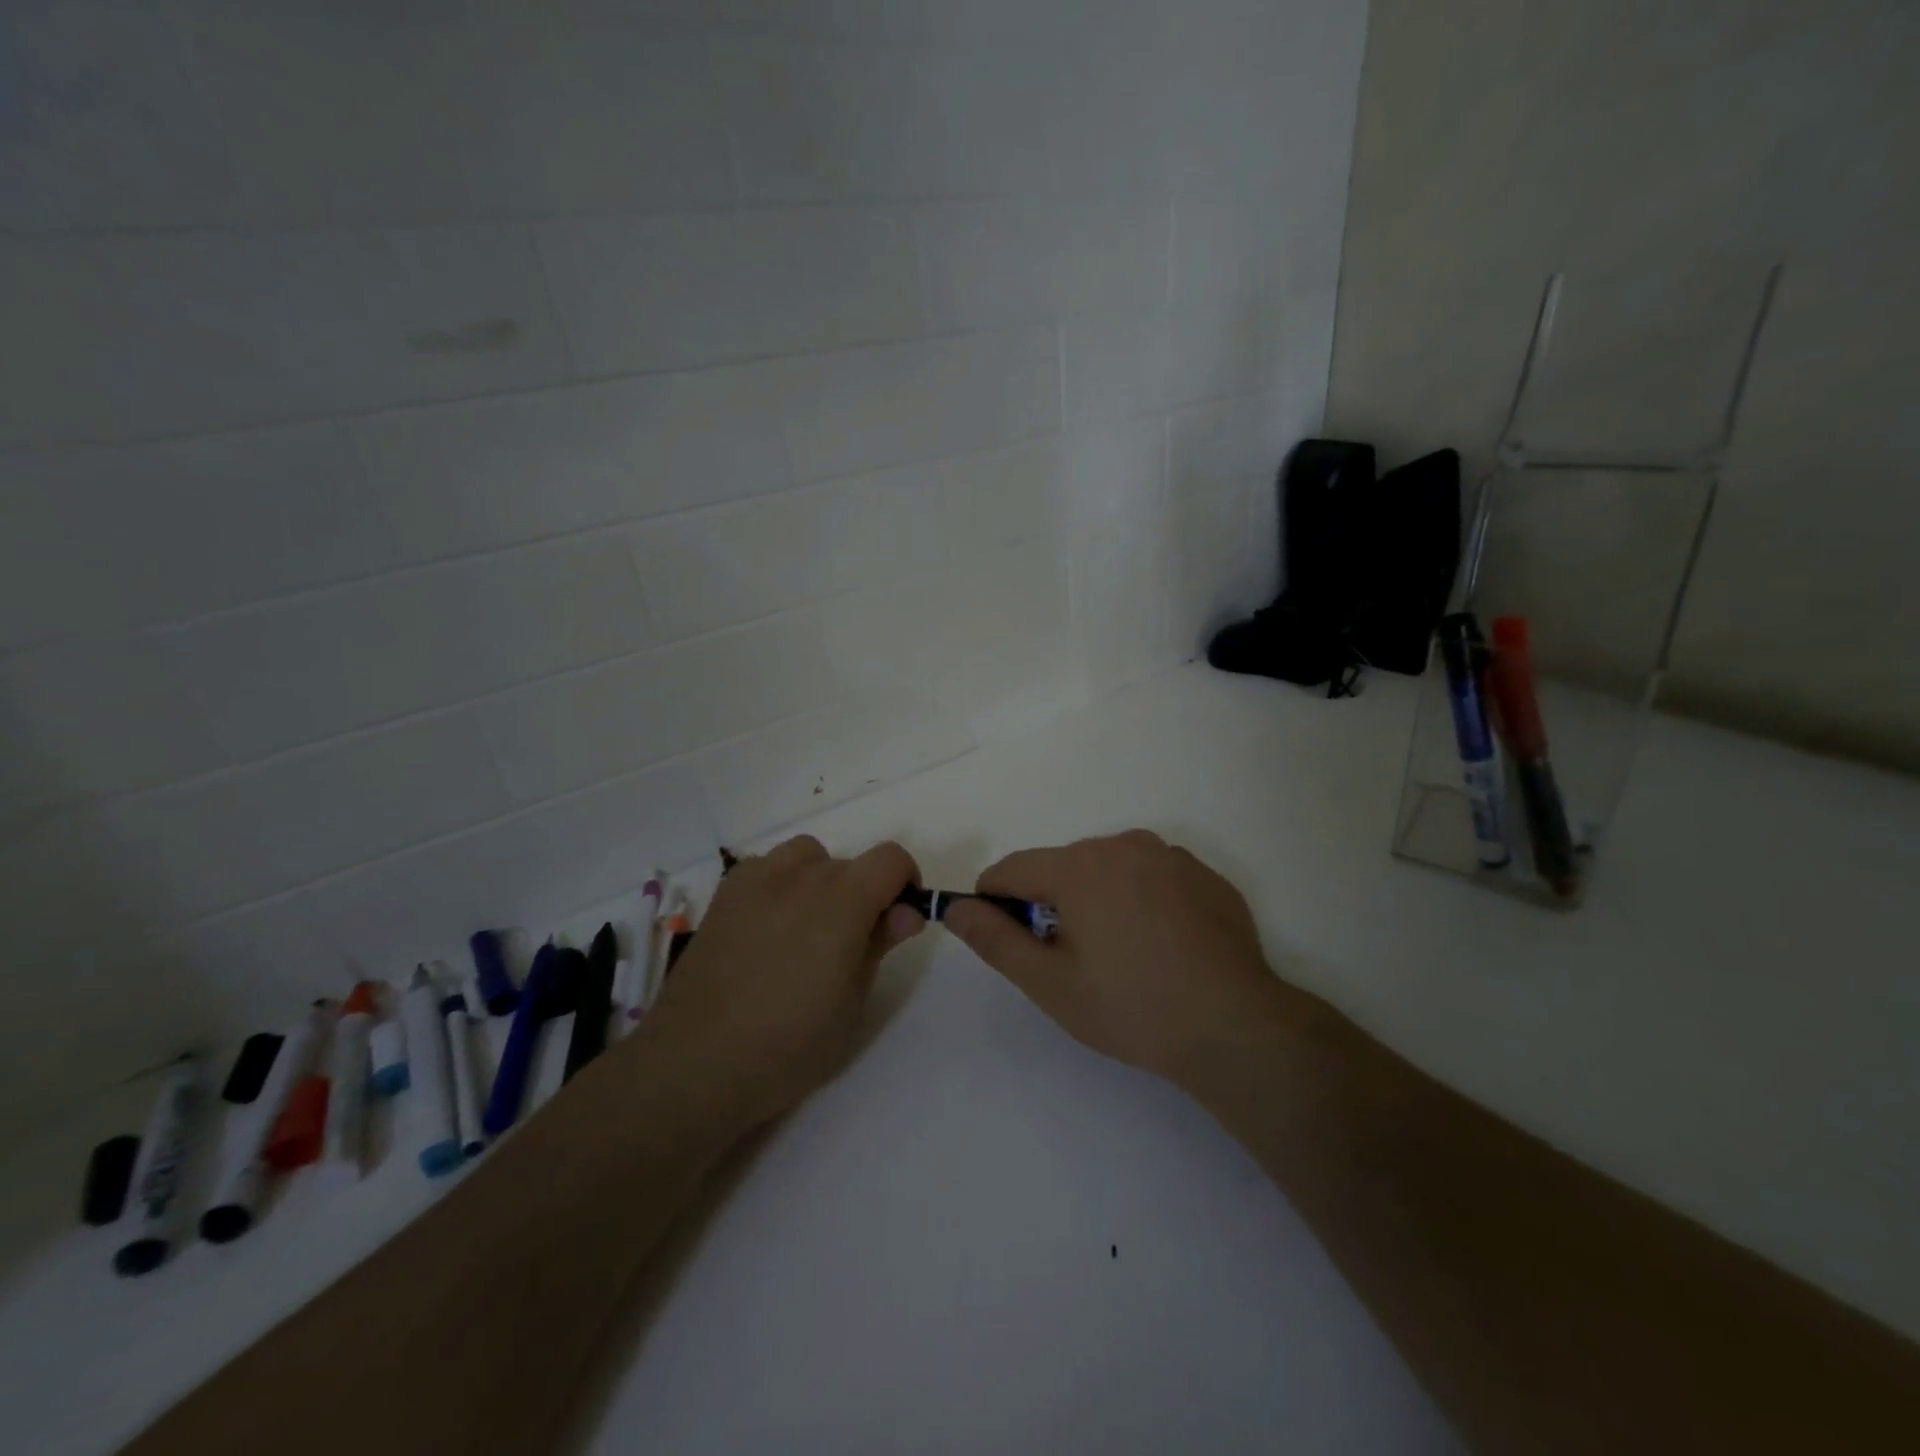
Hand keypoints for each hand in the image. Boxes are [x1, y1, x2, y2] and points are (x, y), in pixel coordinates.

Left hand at [641, 836, 925, 1131]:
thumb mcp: (852, 1004)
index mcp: (843, 900)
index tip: (897, 920)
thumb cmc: (788, 1044)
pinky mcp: (726, 893)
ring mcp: (757, 879)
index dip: (905, 882)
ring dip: (821, 881)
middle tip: (849, 947)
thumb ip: (880, 945)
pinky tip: (768, 928)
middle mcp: (802, 875)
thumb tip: (907, 911)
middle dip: (863, 894)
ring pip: (808, 856)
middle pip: (850, 864)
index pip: (890, 859)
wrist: (695, 1062)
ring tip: (807, 930)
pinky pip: (767, 867)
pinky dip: (781, 884)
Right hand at [943, 831, 1276, 1084]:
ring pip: (1109, 869)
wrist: (1234, 1025)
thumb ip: (995, 939)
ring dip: (1098, 898)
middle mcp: (1123, 844)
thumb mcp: (1050, 983)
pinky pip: (1152, 877)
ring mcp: (1169, 855)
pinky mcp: (1204, 874)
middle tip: (1069, 959)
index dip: (995, 900)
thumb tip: (955, 908)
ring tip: (1120, 954)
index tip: (1003, 935)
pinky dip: (1141, 900)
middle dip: (1052, 903)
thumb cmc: (1131, 1006)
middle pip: (1063, 867)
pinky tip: (1161, 946)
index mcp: (1079, 866)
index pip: (1012, 869)